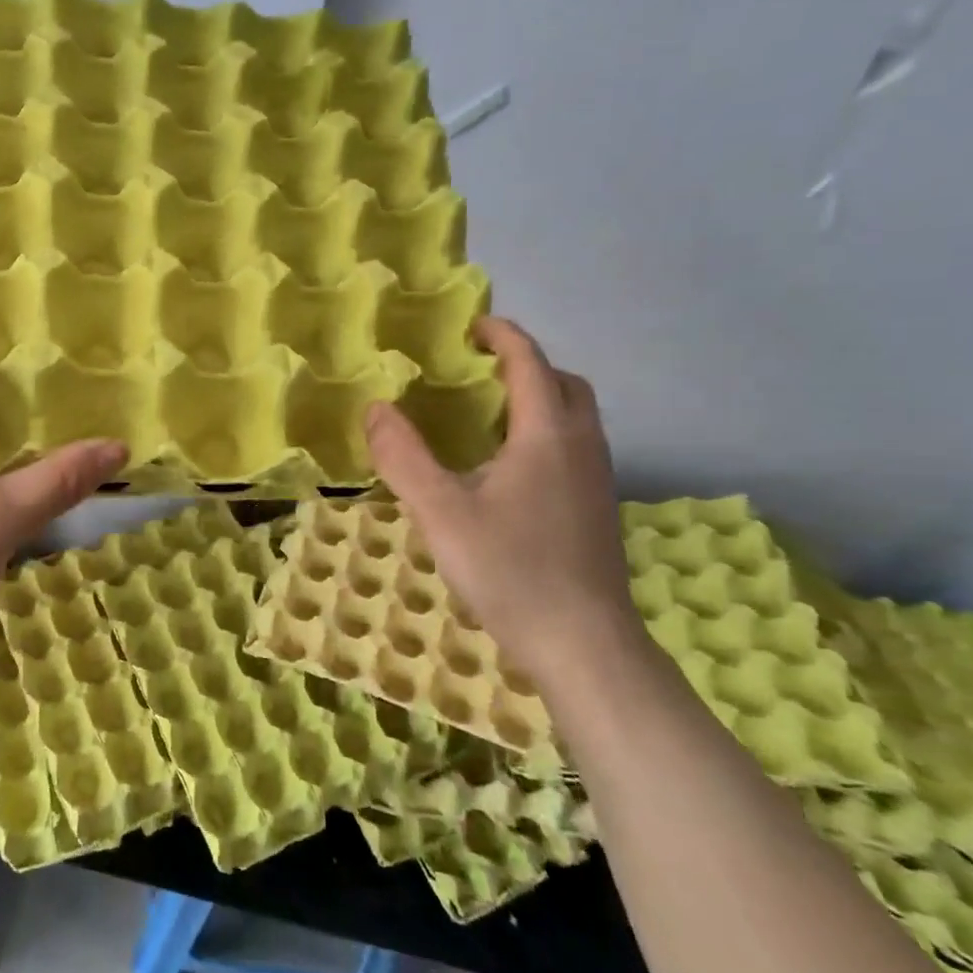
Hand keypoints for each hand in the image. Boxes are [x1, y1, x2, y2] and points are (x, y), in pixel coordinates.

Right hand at [365, 317, 641, 688]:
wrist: (584, 645)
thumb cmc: (511, 570)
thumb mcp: (441, 512)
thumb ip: (404, 457)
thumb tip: (375, 408)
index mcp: (547, 435)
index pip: (530, 363)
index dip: (503, 336)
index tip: (471, 326)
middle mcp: (581, 446)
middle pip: (564, 384)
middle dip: (526, 365)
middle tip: (479, 373)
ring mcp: (596, 480)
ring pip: (574, 418)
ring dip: (537, 400)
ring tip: (486, 417)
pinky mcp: (597, 509)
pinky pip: (572, 448)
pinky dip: (543, 434)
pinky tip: (507, 470)